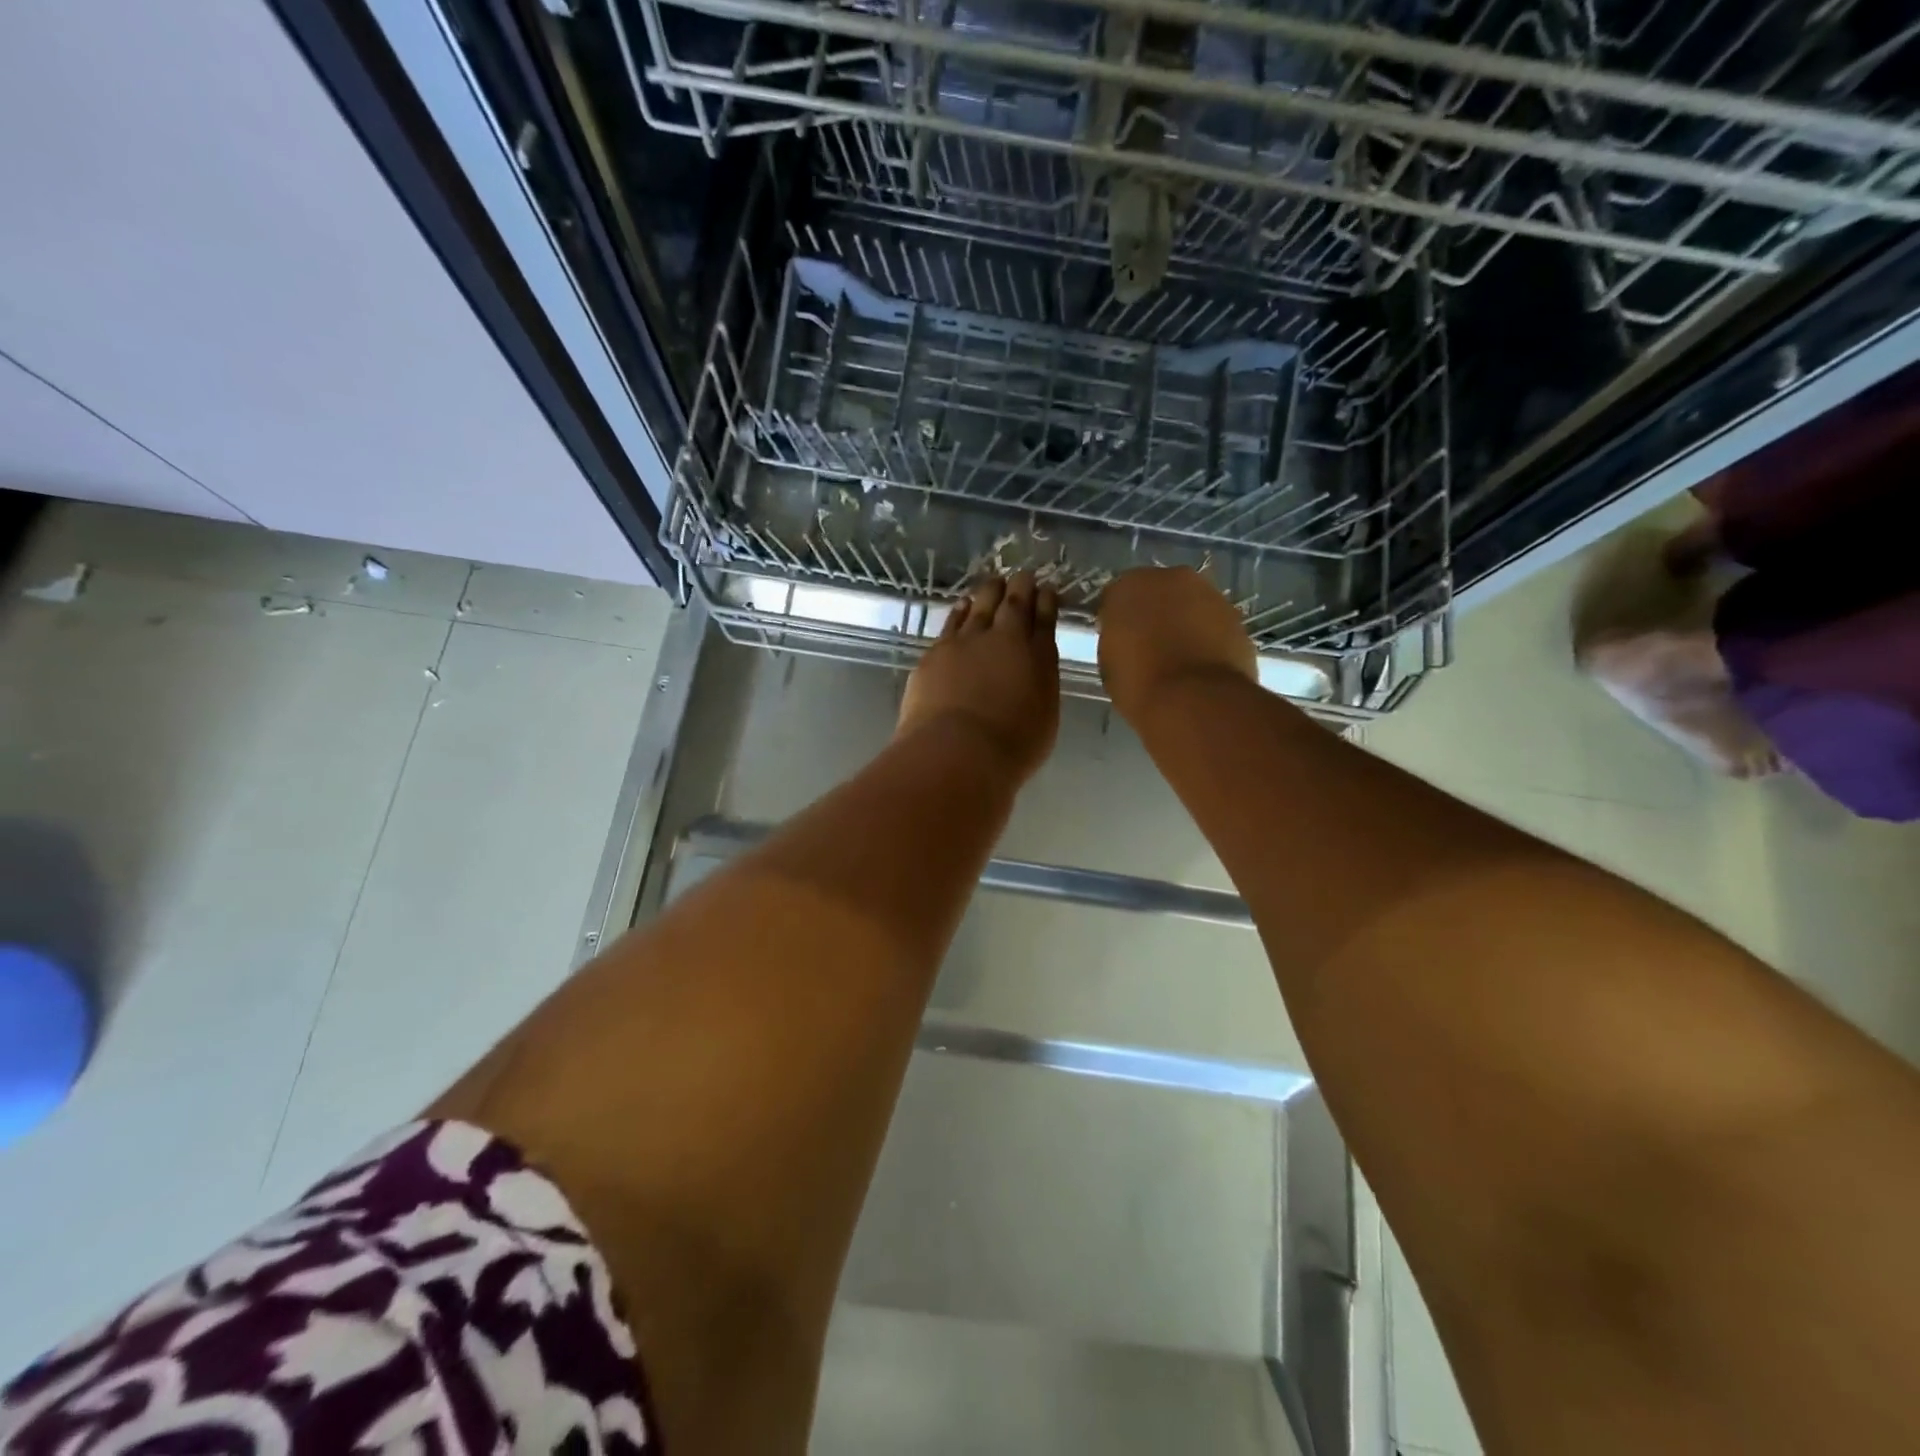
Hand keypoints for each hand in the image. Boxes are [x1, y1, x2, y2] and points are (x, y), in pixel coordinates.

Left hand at [899, 572, 1059, 782]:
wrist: (957, 750)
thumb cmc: (1011, 748)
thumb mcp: (1043, 719)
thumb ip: (1038, 689)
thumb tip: (1030, 675)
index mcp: (1040, 659)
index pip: (1045, 621)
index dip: (1046, 603)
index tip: (1047, 590)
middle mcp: (1006, 641)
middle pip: (1014, 605)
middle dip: (1020, 587)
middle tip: (1022, 576)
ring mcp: (968, 642)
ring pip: (981, 606)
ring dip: (989, 593)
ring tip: (993, 583)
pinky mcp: (937, 652)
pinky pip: (953, 622)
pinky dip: (960, 611)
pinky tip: (962, 605)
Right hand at [1097, 567, 1256, 721]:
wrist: (1194, 701)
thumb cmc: (1138, 683)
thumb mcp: (1109, 662)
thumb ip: (1117, 639)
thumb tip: (1128, 640)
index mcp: (1130, 586)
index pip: (1117, 597)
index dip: (1117, 620)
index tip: (1118, 641)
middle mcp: (1171, 579)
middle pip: (1159, 592)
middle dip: (1154, 613)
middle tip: (1149, 645)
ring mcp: (1210, 595)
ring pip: (1190, 605)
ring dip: (1184, 623)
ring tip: (1179, 658)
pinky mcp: (1236, 618)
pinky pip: (1213, 624)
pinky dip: (1208, 638)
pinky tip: (1201, 665)